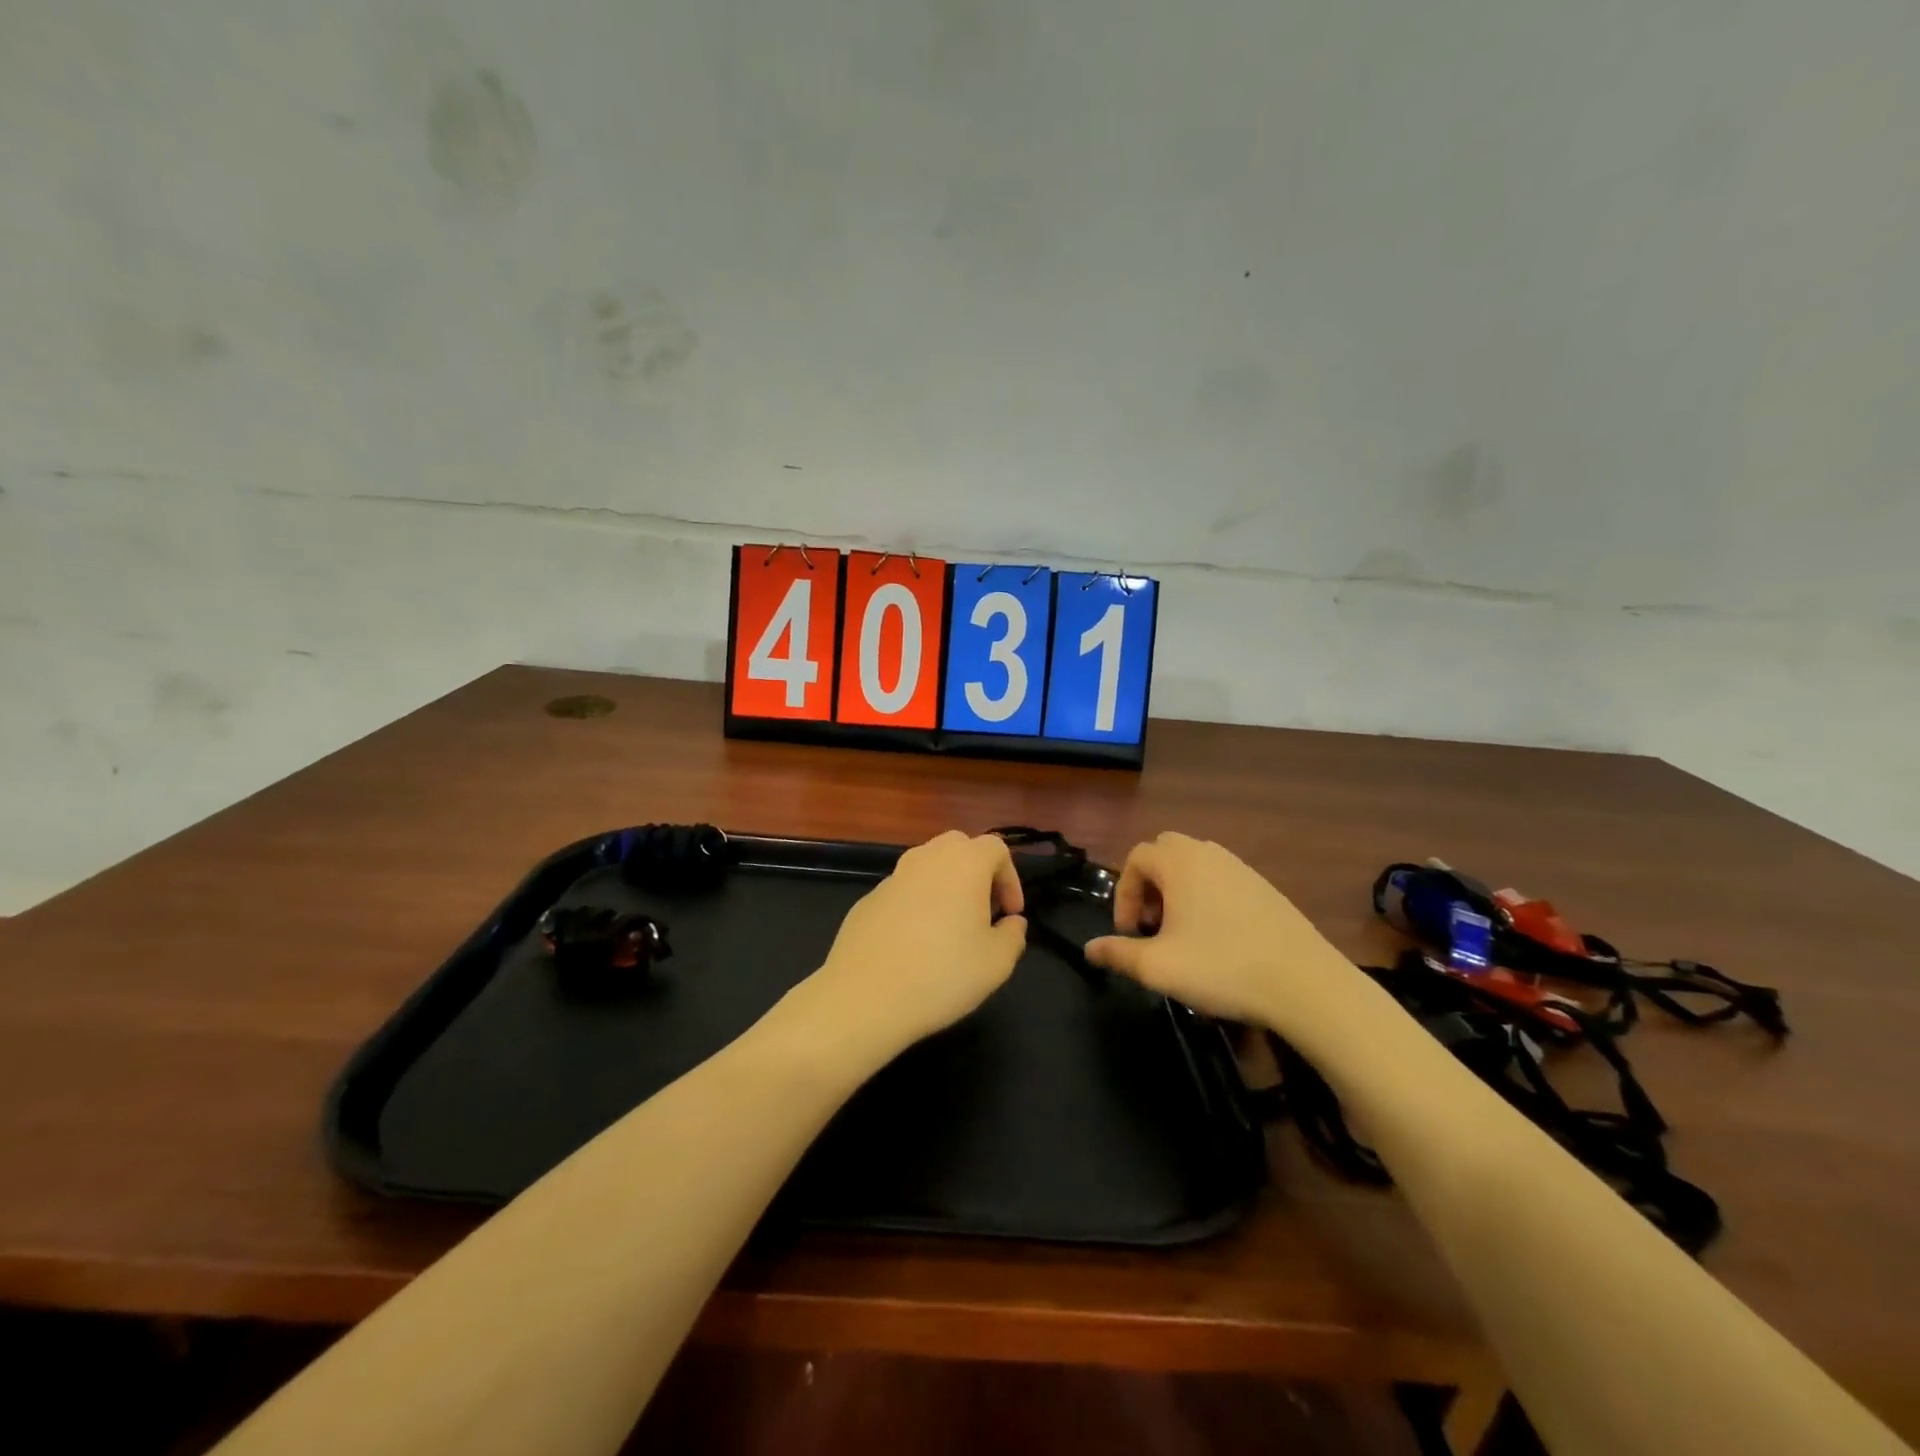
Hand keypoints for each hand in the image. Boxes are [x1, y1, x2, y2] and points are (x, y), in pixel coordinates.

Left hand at [789, 831, 1027, 1065]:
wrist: (864, 996)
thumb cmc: (941, 975)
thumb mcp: (996, 964)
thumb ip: (1013, 935)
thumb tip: (1011, 923)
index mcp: (963, 863)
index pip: (996, 848)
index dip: (1010, 878)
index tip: (1010, 914)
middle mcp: (927, 858)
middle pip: (959, 846)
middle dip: (977, 872)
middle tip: (982, 910)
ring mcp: (893, 876)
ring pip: (927, 866)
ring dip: (945, 886)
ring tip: (949, 928)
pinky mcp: (868, 898)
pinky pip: (903, 891)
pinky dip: (916, 905)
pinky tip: (914, 945)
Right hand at [1084, 833, 1377, 1043]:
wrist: (1305, 984)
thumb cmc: (1222, 968)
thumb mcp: (1159, 967)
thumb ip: (1118, 954)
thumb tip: (1089, 949)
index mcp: (1179, 862)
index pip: (1135, 858)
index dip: (1124, 894)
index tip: (1130, 933)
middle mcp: (1209, 853)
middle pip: (1164, 852)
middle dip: (1149, 885)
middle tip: (1152, 926)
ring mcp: (1241, 867)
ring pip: (1194, 865)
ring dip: (1177, 891)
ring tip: (1181, 934)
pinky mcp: (1264, 887)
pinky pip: (1221, 879)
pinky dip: (1205, 897)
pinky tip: (1217, 938)